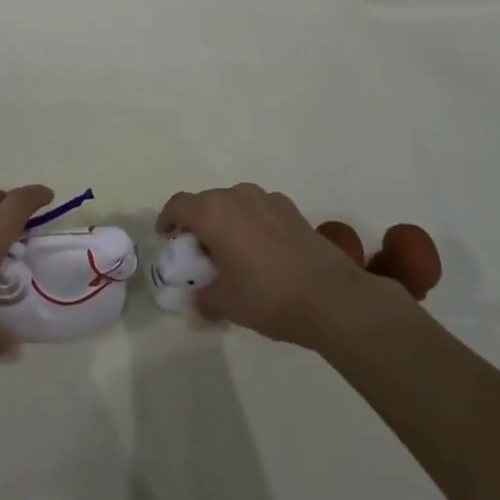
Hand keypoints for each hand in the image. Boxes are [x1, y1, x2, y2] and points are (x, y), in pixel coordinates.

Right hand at [156, 183, 420, 353]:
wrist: (332, 297)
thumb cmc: (267, 296)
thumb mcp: (227, 303)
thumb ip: (204, 298)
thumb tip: (196, 303)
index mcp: (212, 212)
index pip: (178, 205)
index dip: (168, 219)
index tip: (167, 237)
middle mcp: (237, 196)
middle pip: (206, 202)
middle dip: (198, 223)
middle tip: (199, 251)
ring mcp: (267, 199)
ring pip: (235, 204)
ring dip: (227, 222)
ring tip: (232, 252)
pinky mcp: (292, 210)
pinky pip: (260, 211)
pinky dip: (253, 225)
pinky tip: (263, 253)